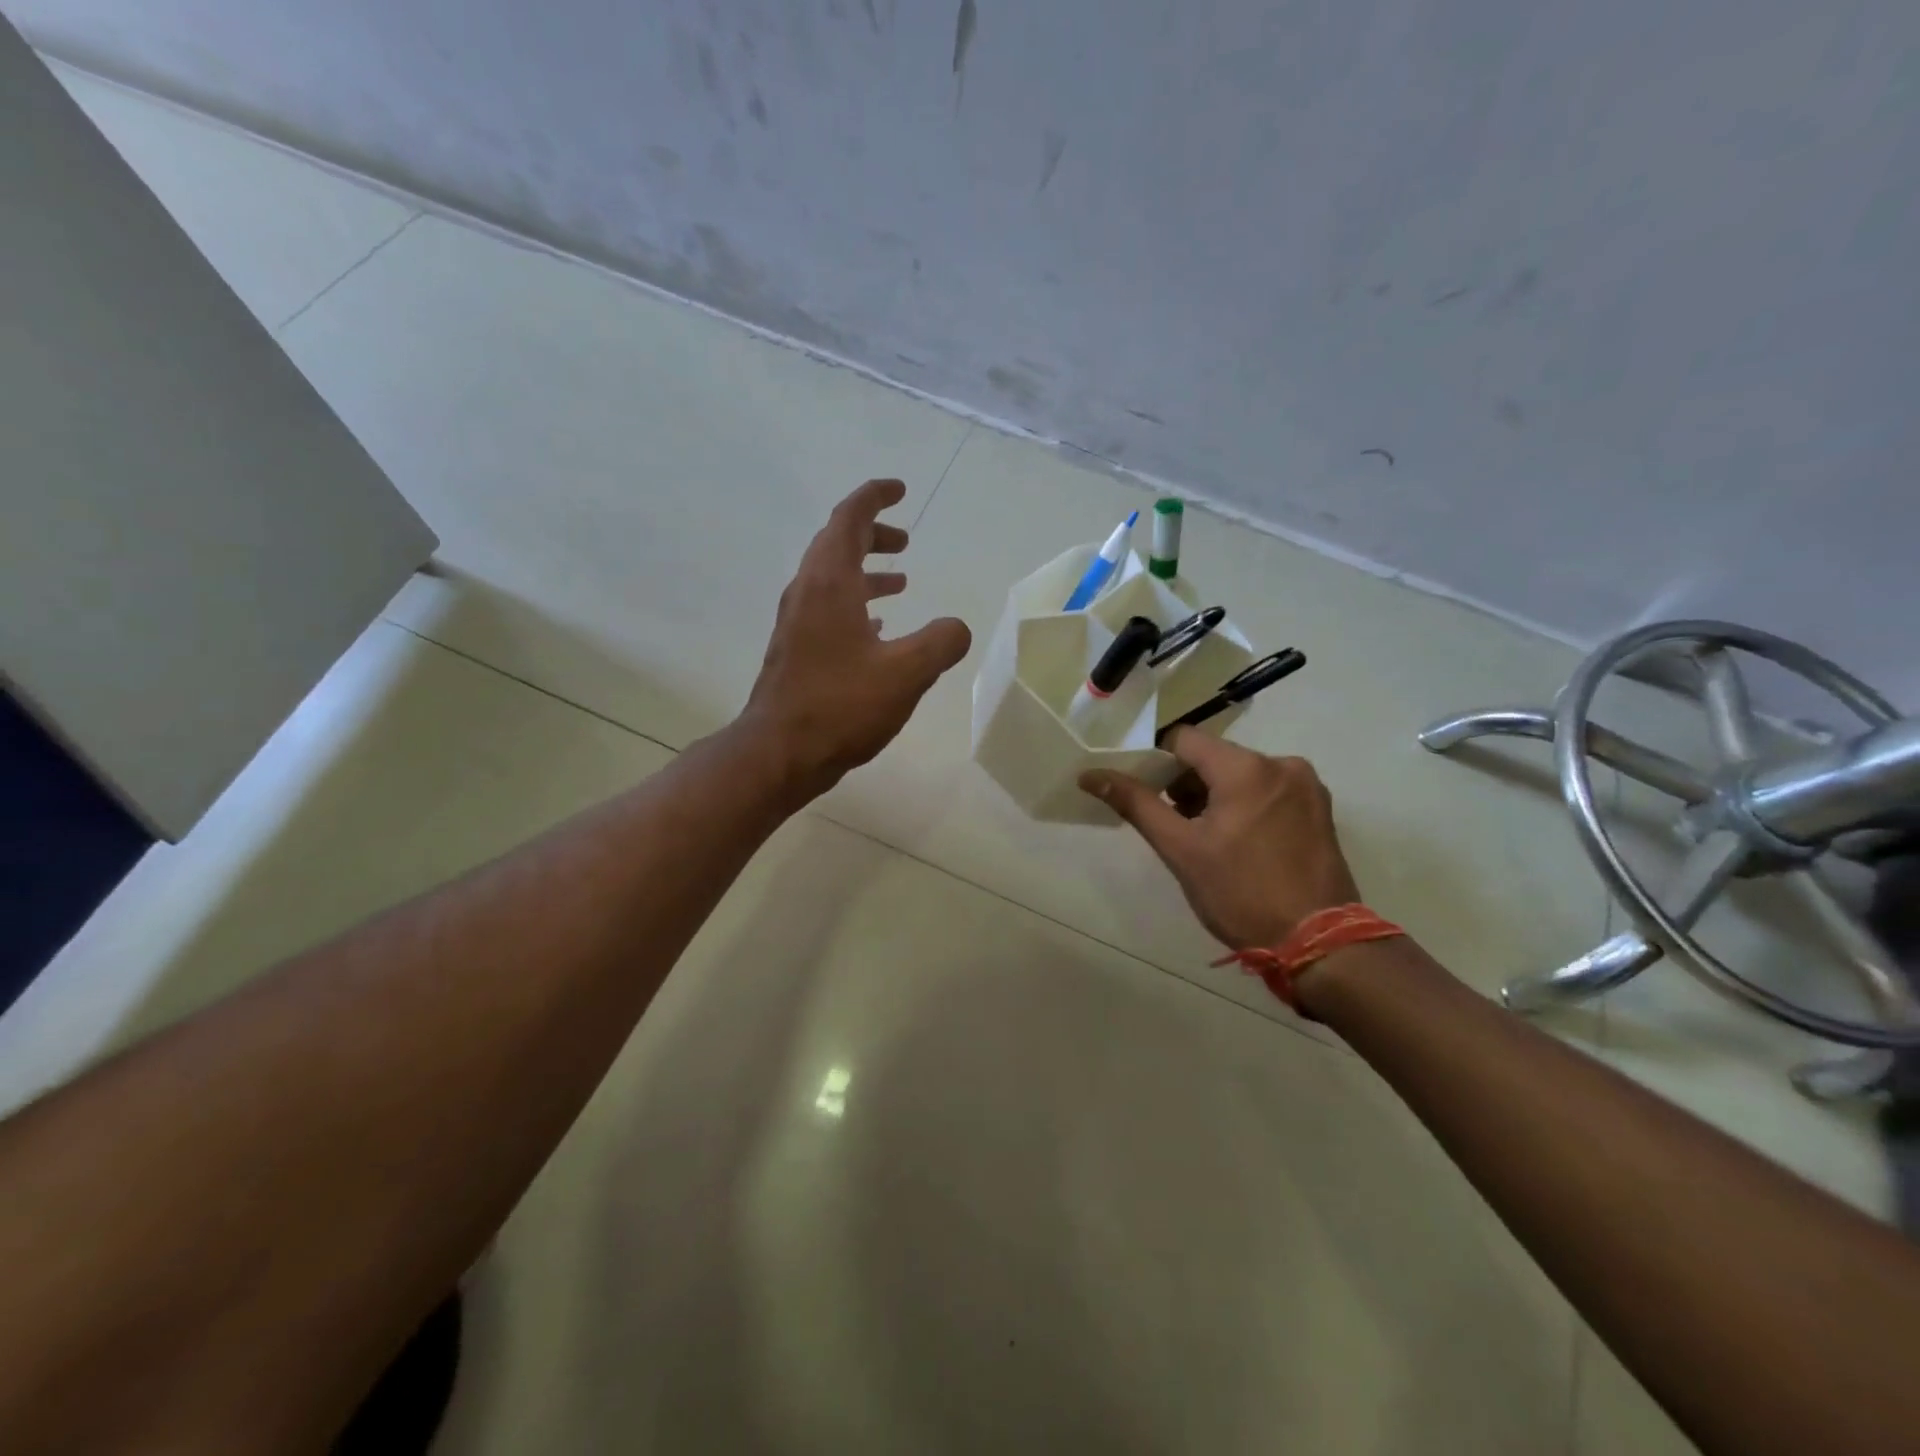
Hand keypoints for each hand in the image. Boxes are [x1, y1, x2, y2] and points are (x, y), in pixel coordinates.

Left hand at [744, 479, 970, 797]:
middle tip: (905, 542)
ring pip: (832, 579)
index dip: (875, 497)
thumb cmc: (841, 706)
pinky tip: (876, 630)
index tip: (899, 490)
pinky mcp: (795, 649)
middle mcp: (807, 592)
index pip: (849, 518)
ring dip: (865, 572)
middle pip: (837, 543)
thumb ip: (941, 642)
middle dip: (873, 535)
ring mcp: (797, 622)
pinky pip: (826, 609)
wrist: (778, 752)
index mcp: (830, 582)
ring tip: (899, 583)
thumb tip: (957, 627)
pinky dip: (854, 605)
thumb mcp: (906, 673)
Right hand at [1081, 729, 1360, 949]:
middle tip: (1175, 825)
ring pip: (1242, 773)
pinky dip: (1245, 805)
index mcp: (1246, 768)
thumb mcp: (1180, 849)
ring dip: (1216, 795)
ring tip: (1207, 839)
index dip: (1157, 762)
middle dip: (1187, 784)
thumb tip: (1091, 774)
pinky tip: (1240, 843)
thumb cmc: (1240, 894)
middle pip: (1215, 756)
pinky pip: (1268, 790)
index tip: (1147, 795)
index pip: (1184, 739)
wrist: (1318, 944)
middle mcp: (1282, 764)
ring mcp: (1306, 786)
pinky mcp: (1320, 809)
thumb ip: (1136, 803)